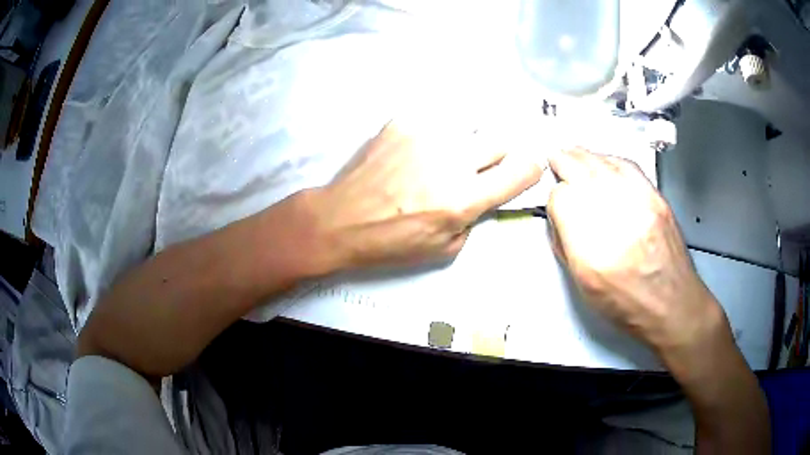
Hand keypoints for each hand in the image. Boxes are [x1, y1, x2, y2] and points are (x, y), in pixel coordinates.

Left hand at [310, 122, 543, 268]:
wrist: (340, 219)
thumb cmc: (390, 242)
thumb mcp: (443, 248)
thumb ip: (474, 217)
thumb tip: (485, 193)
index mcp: (463, 199)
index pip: (521, 171)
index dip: (530, 169)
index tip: (526, 170)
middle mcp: (451, 160)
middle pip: (500, 139)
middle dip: (498, 155)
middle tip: (478, 168)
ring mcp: (426, 134)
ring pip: (469, 126)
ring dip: (464, 143)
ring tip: (439, 159)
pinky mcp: (403, 120)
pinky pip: (436, 120)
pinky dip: (435, 135)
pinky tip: (415, 151)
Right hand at [546, 148, 726, 354]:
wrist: (672, 305)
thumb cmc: (627, 305)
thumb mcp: (584, 286)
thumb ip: (566, 245)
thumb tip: (559, 215)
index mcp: (592, 253)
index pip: (562, 200)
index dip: (555, 198)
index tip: (556, 202)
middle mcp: (617, 222)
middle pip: (581, 172)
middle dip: (563, 162)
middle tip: (555, 157)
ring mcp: (640, 205)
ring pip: (604, 164)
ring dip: (584, 156)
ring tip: (573, 153)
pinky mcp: (656, 198)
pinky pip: (628, 166)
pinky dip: (610, 159)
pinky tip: (603, 161)